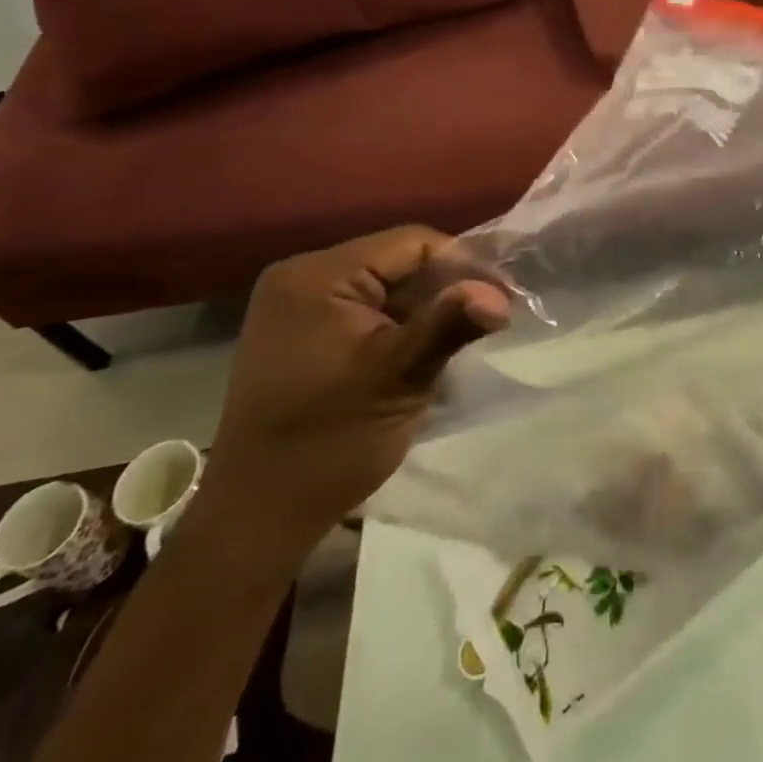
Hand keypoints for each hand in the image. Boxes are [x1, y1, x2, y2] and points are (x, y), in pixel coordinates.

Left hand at [193, 228, 509, 561]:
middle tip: (490, 318)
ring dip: (426, 308)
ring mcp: (298, 305)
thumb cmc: (328, 442)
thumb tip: (501, 296)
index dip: (464, 264)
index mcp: (317, 276)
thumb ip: (448, 326)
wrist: (258, 518)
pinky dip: (401, 324)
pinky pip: (367, 308)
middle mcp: (302, 277)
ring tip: (463, 336)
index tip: (504, 298)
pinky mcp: (303, 331)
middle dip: (446, 288)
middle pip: (398, 262)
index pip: (410, 243)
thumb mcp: (398, 379)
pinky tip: (423, 350)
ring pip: (387, 286)